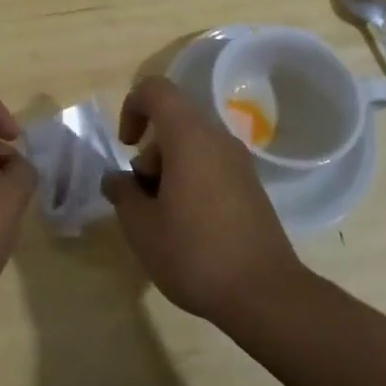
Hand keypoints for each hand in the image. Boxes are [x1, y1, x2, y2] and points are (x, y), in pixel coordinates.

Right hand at [101, 75, 304, 327]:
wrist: (267, 296)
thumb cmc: (195, 253)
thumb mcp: (141, 227)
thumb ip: (123, 193)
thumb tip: (117, 179)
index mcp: (189, 136)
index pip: (156, 89)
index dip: (132, 107)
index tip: (125, 147)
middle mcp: (217, 139)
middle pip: (173, 121)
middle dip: (149, 152)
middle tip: (143, 197)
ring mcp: (239, 163)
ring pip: (192, 146)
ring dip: (169, 169)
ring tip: (163, 218)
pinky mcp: (252, 188)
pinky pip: (212, 166)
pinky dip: (192, 182)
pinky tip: (188, 227)